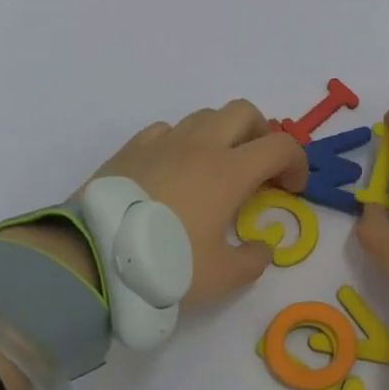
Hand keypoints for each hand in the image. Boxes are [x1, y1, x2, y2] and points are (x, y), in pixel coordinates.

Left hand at [88, 100, 307, 309]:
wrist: (92, 258)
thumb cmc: (165, 264)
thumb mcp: (222, 277)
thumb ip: (253, 260)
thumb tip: (261, 247)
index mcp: (229, 171)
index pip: (280, 145)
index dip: (296, 162)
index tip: (291, 188)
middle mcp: (199, 145)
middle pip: (243, 112)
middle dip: (260, 134)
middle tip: (258, 167)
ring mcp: (162, 143)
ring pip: (203, 116)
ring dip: (221, 135)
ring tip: (214, 170)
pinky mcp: (130, 149)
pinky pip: (166, 130)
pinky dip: (181, 143)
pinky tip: (174, 172)